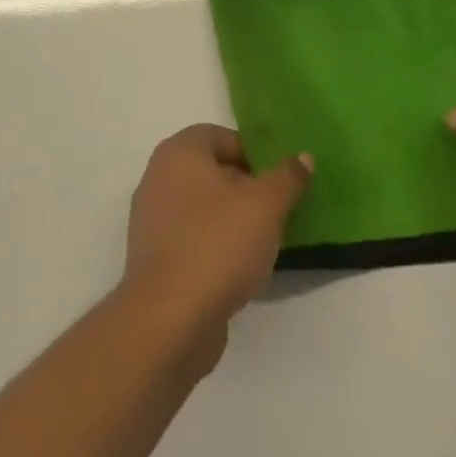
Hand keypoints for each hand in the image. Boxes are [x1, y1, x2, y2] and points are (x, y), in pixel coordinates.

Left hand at [121, 125, 312, 353]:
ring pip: (203, 208)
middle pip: (213, 172)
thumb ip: (288, 177)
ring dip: (233, 220)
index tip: (279, 181)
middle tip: (277, 210)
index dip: (254, 154)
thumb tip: (303, 157)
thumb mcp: (266, 204)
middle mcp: (159, 178)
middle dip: (247, 188)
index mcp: (179, 152)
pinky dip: (215, 248)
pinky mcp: (154, 260)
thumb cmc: (217, 244)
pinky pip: (193, 240)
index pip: (222, 136)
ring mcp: (152, 221)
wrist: (168, 320)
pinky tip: (239, 271)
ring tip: (264, 243)